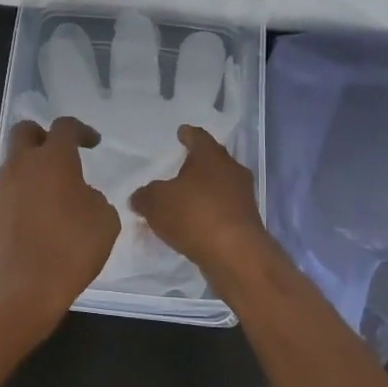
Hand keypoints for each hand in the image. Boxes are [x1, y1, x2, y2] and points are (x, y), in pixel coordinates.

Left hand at [0, 117, 120, 342]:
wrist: (15, 290)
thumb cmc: (67, 251)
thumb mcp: (104, 223)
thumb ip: (95, 199)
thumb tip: (82, 196)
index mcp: (53, 160)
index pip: (64, 127)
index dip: (81, 130)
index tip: (93, 143)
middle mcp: (21, 166)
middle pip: (25, 132)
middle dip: (43, 136)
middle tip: (61, 155)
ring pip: (14, 164)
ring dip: (33, 171)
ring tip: (54, 198)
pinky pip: (8, 193)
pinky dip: (23, 197)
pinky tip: (38, 221)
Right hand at [130, 125, 274, 280]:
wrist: (235, 254)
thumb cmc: (194, 215)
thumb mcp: (156, 202)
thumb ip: (145, 196)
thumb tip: (140, 197)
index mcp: (211, 156)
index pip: (198, 137)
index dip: (187, 135)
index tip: (181, 133)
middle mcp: (232, 170)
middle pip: (213, 160)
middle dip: (198, 163)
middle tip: (181, 166)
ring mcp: (243, 196)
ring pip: (221, 185)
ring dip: (205, 189)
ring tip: (186, 197)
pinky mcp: (247, 221)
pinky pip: (224, 208)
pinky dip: (211, 211)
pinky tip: (197, 221)